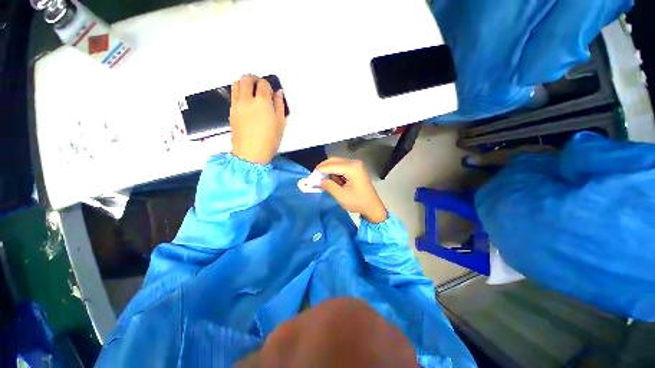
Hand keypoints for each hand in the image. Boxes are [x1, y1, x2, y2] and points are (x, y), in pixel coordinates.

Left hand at [230, 75, 286, 163]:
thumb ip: (280, 105)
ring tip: (251, 91)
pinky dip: (239, 92)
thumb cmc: (269, 140)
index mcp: (262, 102)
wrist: (251, 153)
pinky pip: (233, 94)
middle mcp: (247, 99)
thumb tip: (278, 93)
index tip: (271, 92)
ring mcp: (237, 105)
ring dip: (244, 83)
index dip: (268, 85)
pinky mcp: (231, 111)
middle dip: (254, 79)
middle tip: (260, 85)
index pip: (263, 84)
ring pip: (236, 84)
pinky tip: (246, 101)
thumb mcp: (280, 123)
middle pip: (246, 79)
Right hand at [316, 158, 387, 222]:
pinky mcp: (355, 168)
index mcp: (352, 168)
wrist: (373, 206)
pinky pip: (340, 167)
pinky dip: (335, 173)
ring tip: (328, 184)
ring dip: (329, 172)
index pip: (331, 166)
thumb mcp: (341, 196)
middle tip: (315, 179)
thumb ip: (328, 186)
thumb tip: (317, 180)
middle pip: (333, 161)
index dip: (319, 171)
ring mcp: (355, 164)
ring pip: (336, 163)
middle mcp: (354, 163)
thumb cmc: (358, 203)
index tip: (310, 179)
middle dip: (323, 169)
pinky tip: (336, 182)